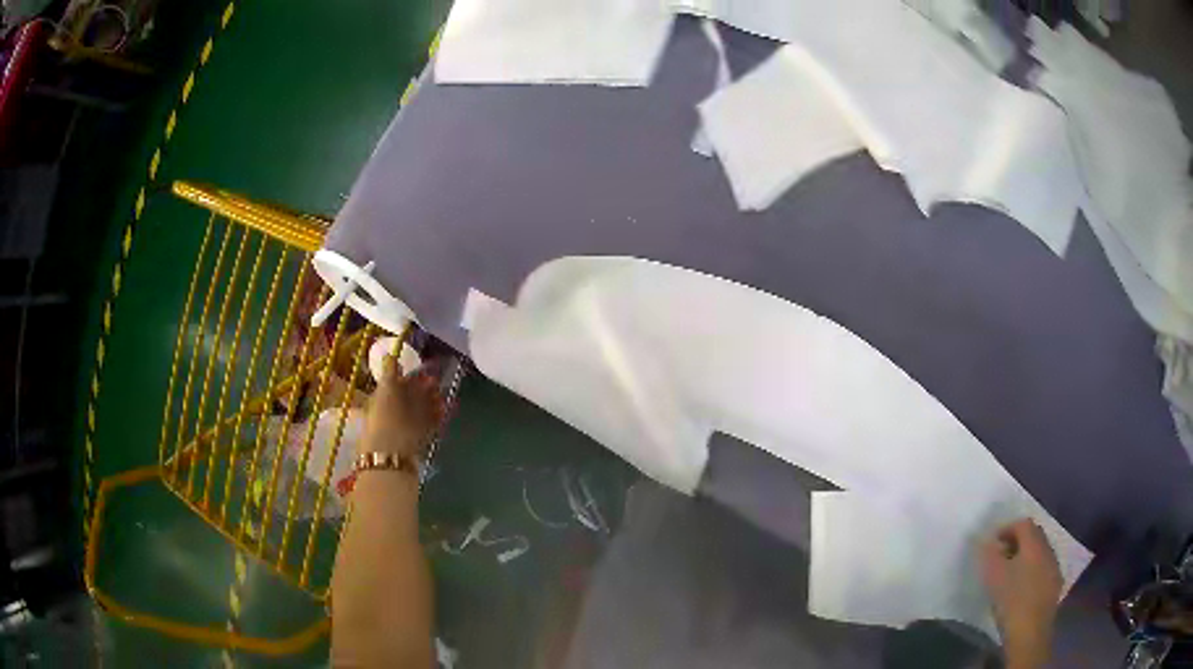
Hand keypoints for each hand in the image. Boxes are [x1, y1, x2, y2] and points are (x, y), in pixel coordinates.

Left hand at [360, 353, 443, 458]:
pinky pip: (432, 422)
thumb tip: (390, 355)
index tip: (424, 371)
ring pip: (422, 409)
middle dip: (424, 388)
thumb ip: (389, 371)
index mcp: (380, 399)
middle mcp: (392, 412)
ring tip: (445, 395)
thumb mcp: (386, 388)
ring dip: (433, 400)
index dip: (409, 377)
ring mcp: (407, 425)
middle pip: (410, 397)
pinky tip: (450, 407)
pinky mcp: (420, 438)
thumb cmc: (386, 416)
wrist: (393, 452)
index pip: (396, 384)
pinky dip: (440, 414)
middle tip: (437, 382)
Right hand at [980, 519, 1062, 668]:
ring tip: (1010, 574)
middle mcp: (1048, 549)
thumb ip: (989, 554)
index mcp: (1035, 543)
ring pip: (1040, 553)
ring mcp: (1054, 567)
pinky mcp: (1055, 585)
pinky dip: (1032, 571)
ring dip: (1025, 557)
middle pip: (1034, 536)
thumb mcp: (994, 577)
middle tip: (1000, 557)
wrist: (1030, 632)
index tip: (992, 544)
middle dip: (1017, 542)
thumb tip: (984, 539)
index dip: (1007, 529)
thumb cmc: (1011, 601)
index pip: (1023, 523)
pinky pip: (1044, 569)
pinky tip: (1022, 588)